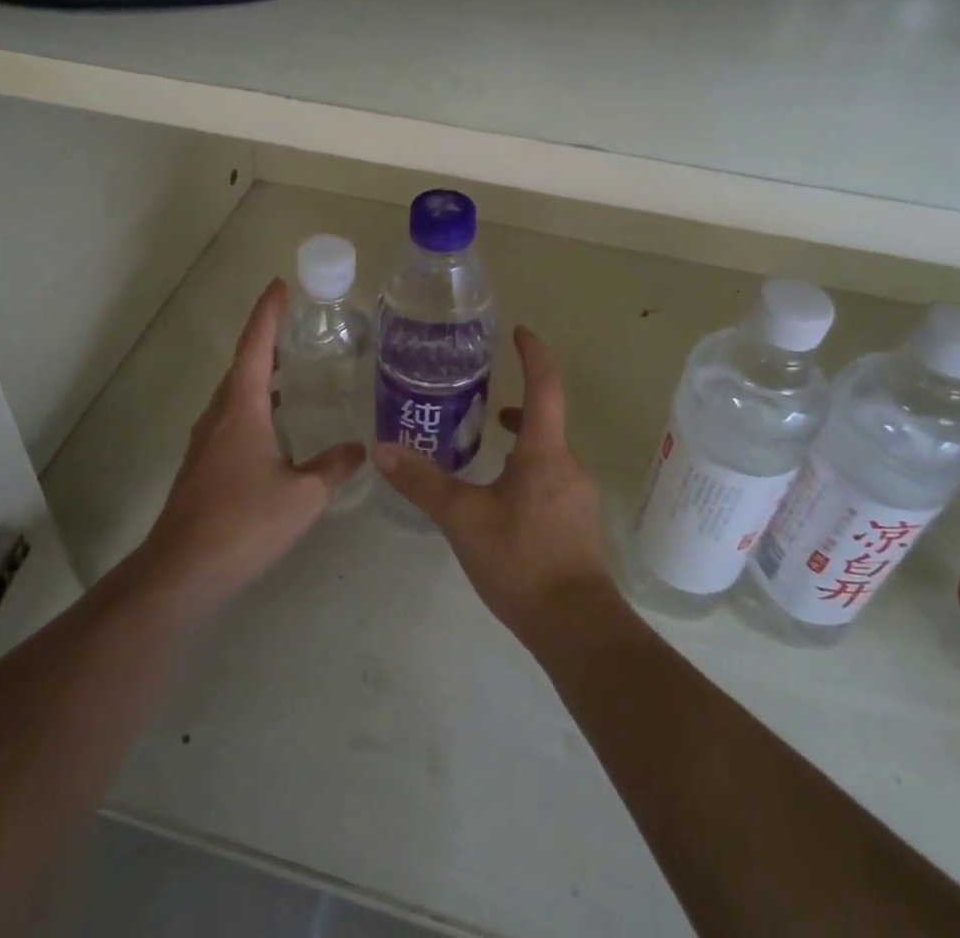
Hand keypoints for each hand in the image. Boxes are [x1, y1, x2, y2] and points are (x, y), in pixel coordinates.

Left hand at [137, 279, 365, 609]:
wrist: (182, 571)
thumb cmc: (243, 523)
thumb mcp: (302, 496)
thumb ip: (334, 467)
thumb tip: (361, 449)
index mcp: (242, 407)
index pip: (256, 345)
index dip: (268, 313)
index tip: (280, 285)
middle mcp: (220, 414)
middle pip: (244, 363)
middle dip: (268, 339)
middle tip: (298, 325)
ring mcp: (207, 439)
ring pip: (236, 392)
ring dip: (261, 372)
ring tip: (293, 367)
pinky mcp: (204, 463)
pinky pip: (232, 416)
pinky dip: (255, 403)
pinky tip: (276, 423)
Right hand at [374, 327, 616, 651]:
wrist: (576, 627)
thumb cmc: (521, 561)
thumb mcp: (463, 518)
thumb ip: (423, 482)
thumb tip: (382, 448)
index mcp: (544, 452)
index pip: (544, 386)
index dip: (533, 354)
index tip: (520, 332)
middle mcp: (568, 465)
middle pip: (545, 419)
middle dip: (516, 403)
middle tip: (480, 399)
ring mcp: (577, 495)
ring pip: (546, 452)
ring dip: (520, 439)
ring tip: (486, 444)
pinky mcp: (576, 522)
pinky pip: (550, 478)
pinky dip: (526, 469)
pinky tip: (500, 497)